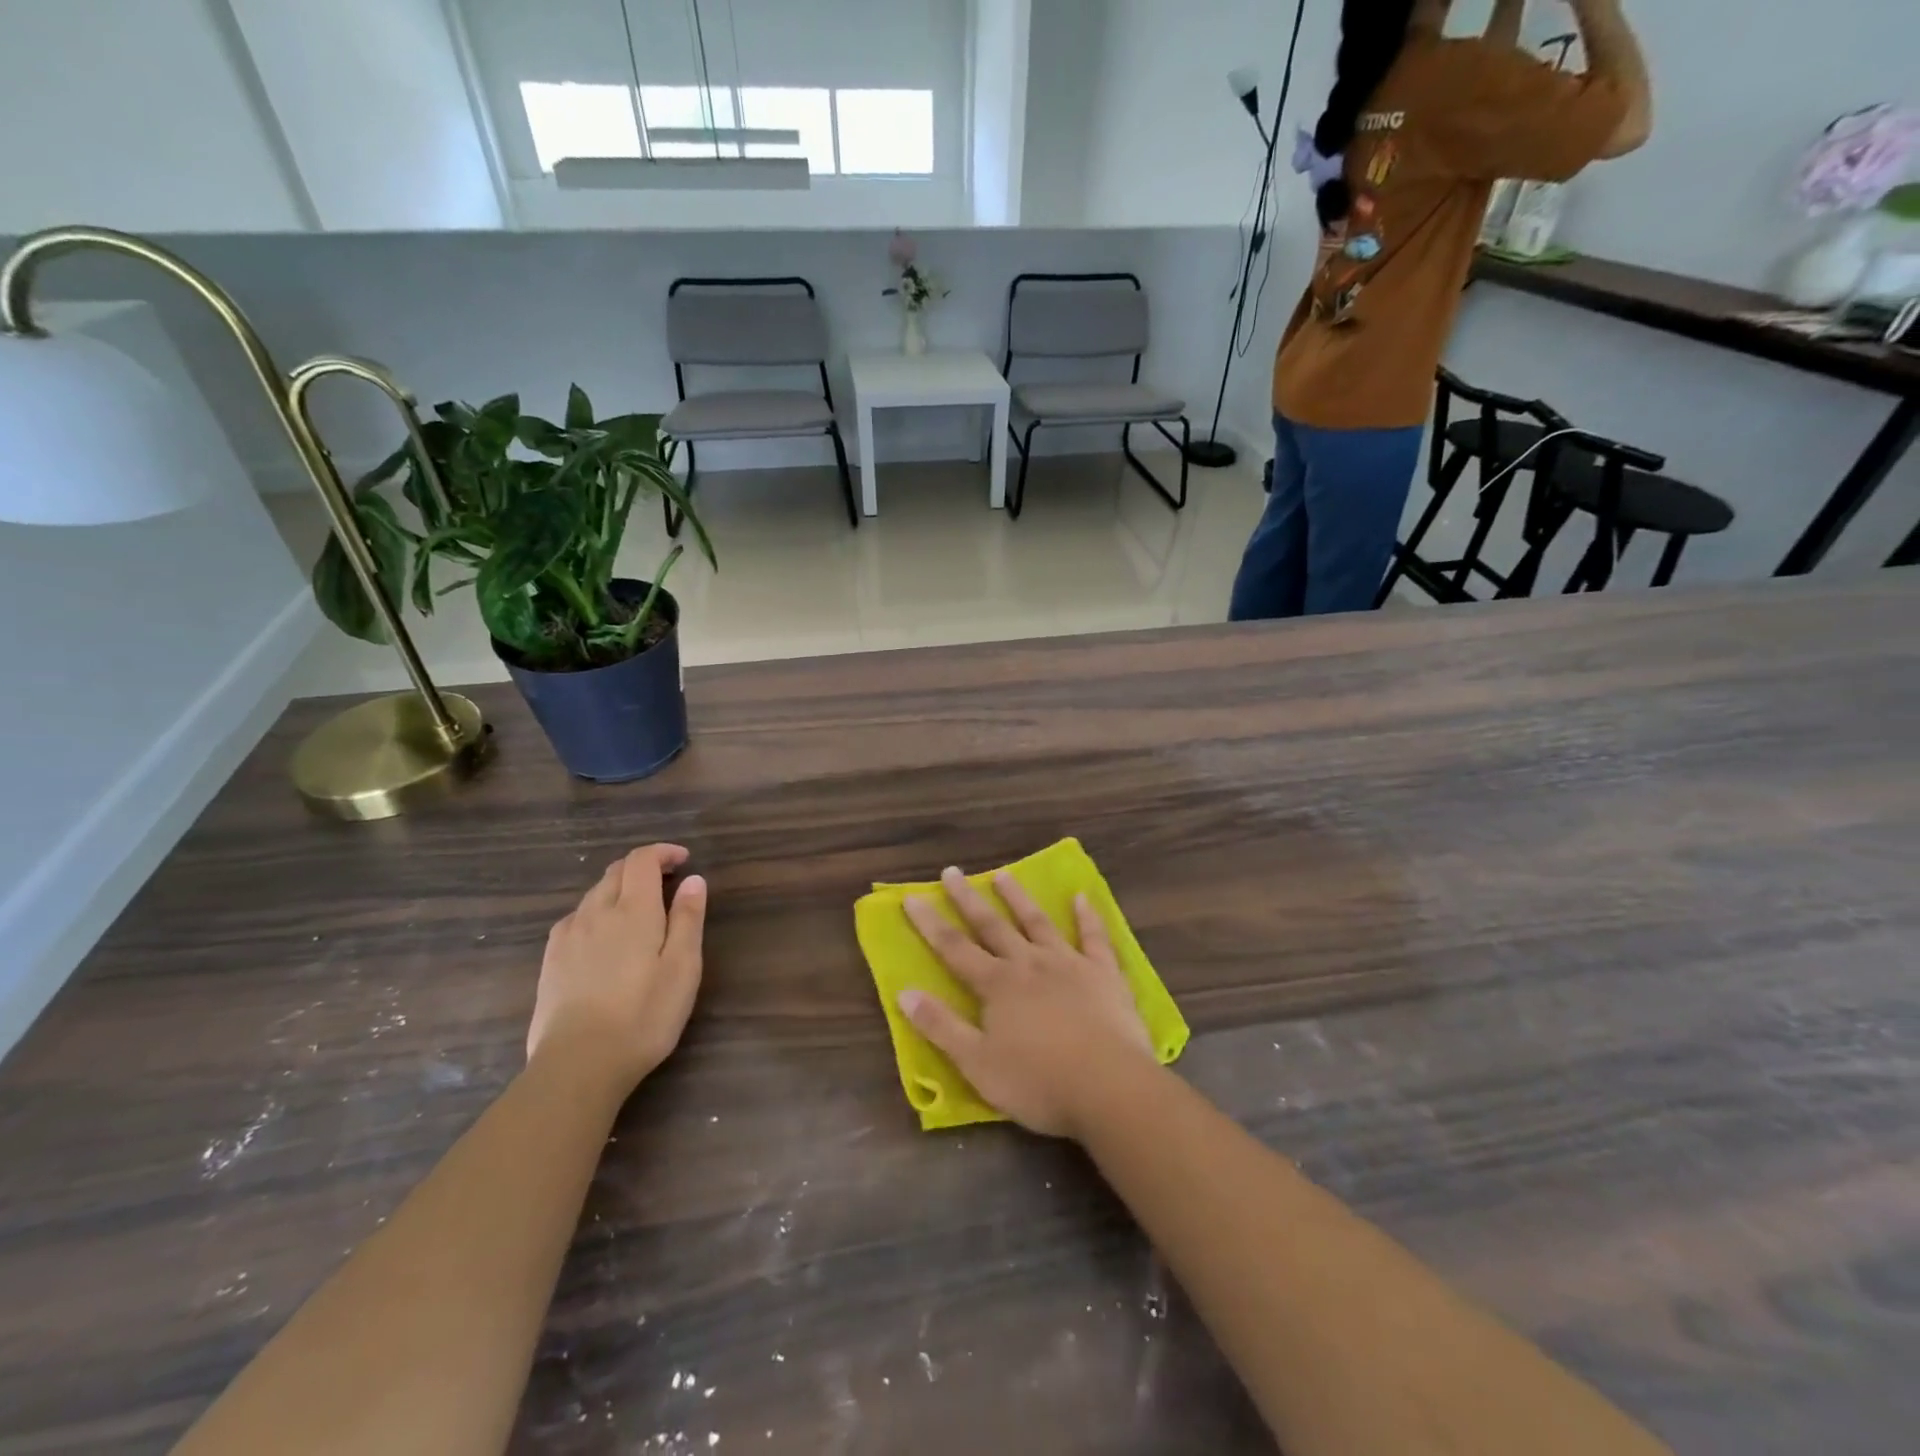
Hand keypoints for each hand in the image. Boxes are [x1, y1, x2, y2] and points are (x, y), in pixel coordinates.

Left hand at [527, 844, 707, 1094]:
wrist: (578, 1063)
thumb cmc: (644, 1014)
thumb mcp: (683, 967)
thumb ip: (688, 919)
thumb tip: (693, 879)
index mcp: (633, 910)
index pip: (642, 860)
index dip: (662, 852)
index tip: (683, 860)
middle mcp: (596, 912)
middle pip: (616, 872)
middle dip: (642, 867)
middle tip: (667, 882)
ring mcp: (568, 936)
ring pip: (593, 894)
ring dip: (618, 889)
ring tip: (639, 910)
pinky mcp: (550, 960)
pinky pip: (575, 919)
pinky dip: (596, 912)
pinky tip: (603, 937)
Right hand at [900, 868, 1155, 1137]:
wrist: (1109, 1087)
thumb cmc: (1038, 1082)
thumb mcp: (977, 1064)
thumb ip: (940, 1027)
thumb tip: (904, 992)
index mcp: (997, 985)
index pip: (954, 949)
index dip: (931, 924)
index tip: (912, 897)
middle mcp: (1029, 964)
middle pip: (993, 926)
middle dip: (969, 899)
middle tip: (952, 872)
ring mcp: (1069, 964)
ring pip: (1037, 922)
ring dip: (1018, 898)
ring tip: (1003, 874)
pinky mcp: (1104, 974)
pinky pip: (1094, 937)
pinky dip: (1087, 916)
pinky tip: (1081, 897)